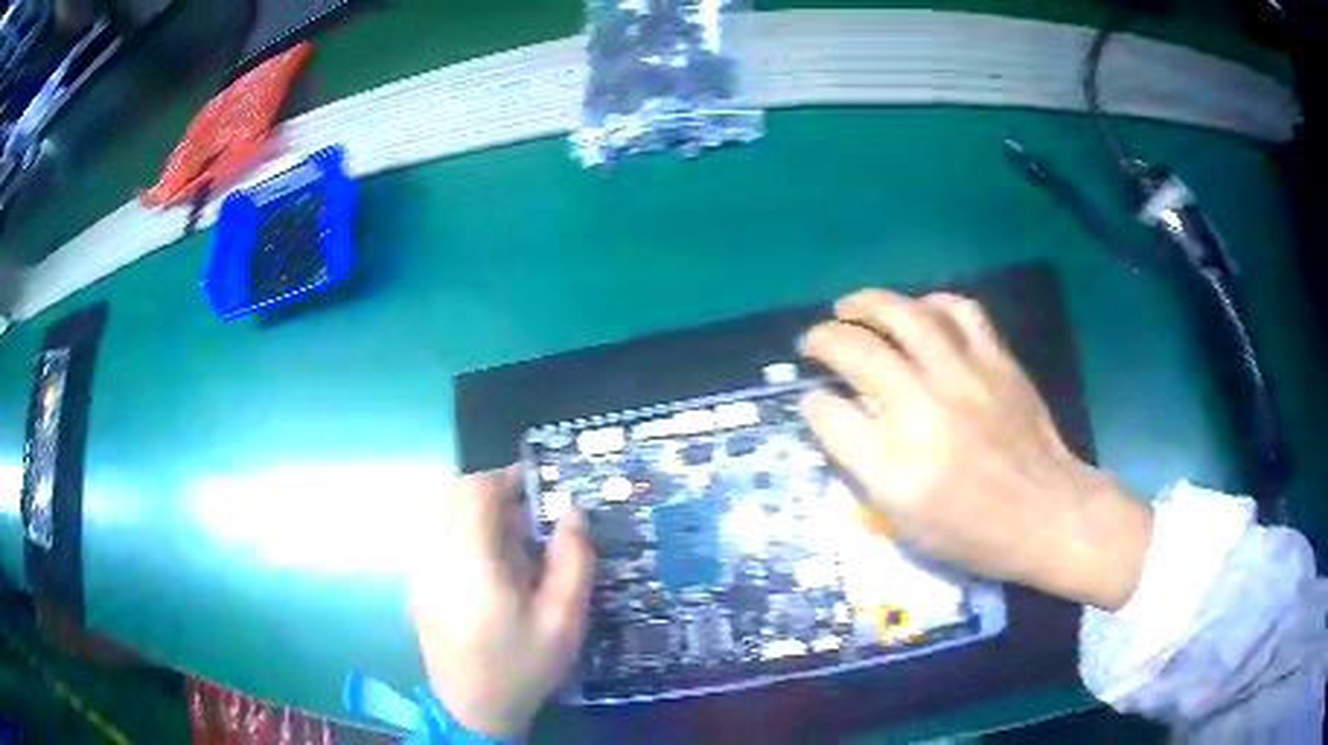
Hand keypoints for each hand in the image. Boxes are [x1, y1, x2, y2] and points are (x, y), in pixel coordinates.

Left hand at [410, 467, 593, 738]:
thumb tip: (573, 512)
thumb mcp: (564, 619)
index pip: (474, 489)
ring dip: (479, 520)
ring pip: (444, 518)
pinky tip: (492, 579)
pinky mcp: (419, 588)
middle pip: (454, 496)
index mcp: (469, 559)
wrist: (473, 710)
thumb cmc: (522, 666)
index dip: (505, 477)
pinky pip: (440, 542)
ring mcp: (421, 572)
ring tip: (515, 556)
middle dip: (493, 496)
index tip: (536, 488)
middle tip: (530, 522)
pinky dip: (466, 541)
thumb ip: (573, 559)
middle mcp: (435, 556)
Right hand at [800, 290, 1151, 610]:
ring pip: (907, 315)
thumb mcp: (906, 521)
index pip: (833, 416)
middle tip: (814, 338)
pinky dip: (931, 302)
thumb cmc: (974, 531)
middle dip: (825, 338)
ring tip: (852, 306)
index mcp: (899, 465)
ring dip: (869, 303)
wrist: (1047, 513)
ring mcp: (966, 377)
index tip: (812, 399)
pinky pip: (960, 311)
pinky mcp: (998, 362)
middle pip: (860, 352)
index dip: (813, 403)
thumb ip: (861, 464)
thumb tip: (829, 412)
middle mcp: (927, 410)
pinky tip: (920, 310)